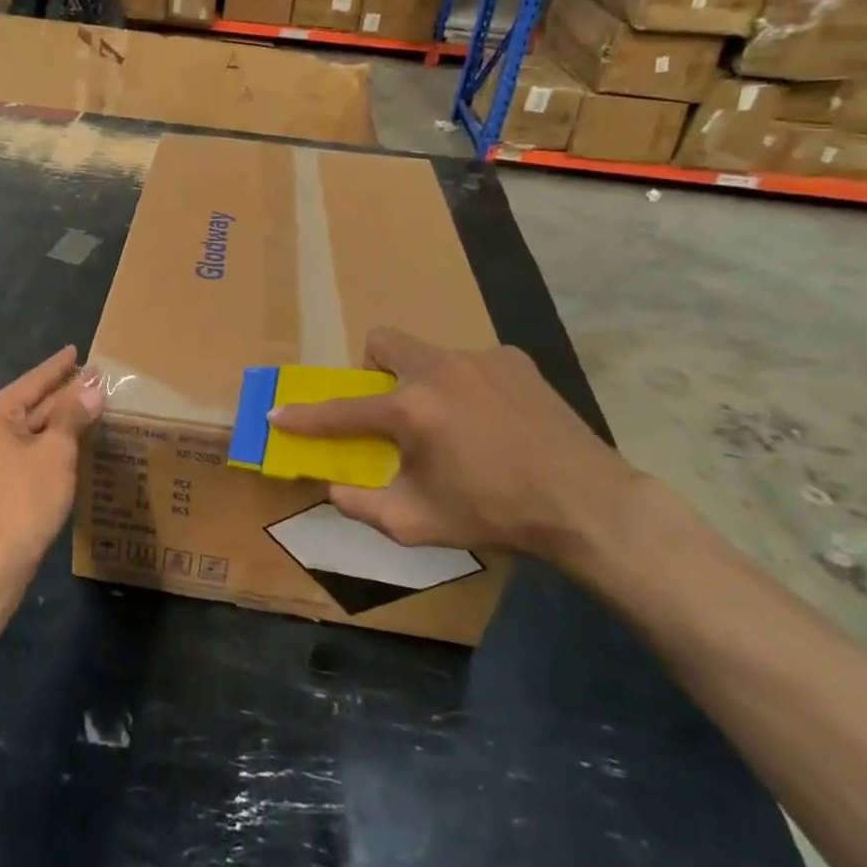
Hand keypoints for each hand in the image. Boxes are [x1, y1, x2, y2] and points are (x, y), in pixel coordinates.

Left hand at [0, 347, 104, 580]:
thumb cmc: (23, 499)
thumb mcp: (56, 452)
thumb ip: (73, 415)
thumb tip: (93, 390)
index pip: (32, 381)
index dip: (59, 367)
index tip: (77, 351)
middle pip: (27, 404)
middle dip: (60, 394)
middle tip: (92, 381)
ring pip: (23, 429)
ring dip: (54, 421)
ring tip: (84, 407)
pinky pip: (17, 450)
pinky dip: (41, 443)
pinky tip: (63, 442)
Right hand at [270, 329, 638, 564]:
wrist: (587, 504)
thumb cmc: (496, 514)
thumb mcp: (419, 523)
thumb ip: (363, 505)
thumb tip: (333, 489)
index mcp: (411, 410)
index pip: (342, 411)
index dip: (305, 417)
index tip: (278, 414)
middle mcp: (438, 370)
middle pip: (382, 342)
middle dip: (374, 370)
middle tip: (392, 409)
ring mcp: (479, 358)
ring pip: (429, 354)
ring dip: (425, 383)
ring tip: (455, 424)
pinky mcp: (514, 359)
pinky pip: (472, 364)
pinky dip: (468, 387)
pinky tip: (494, 421)